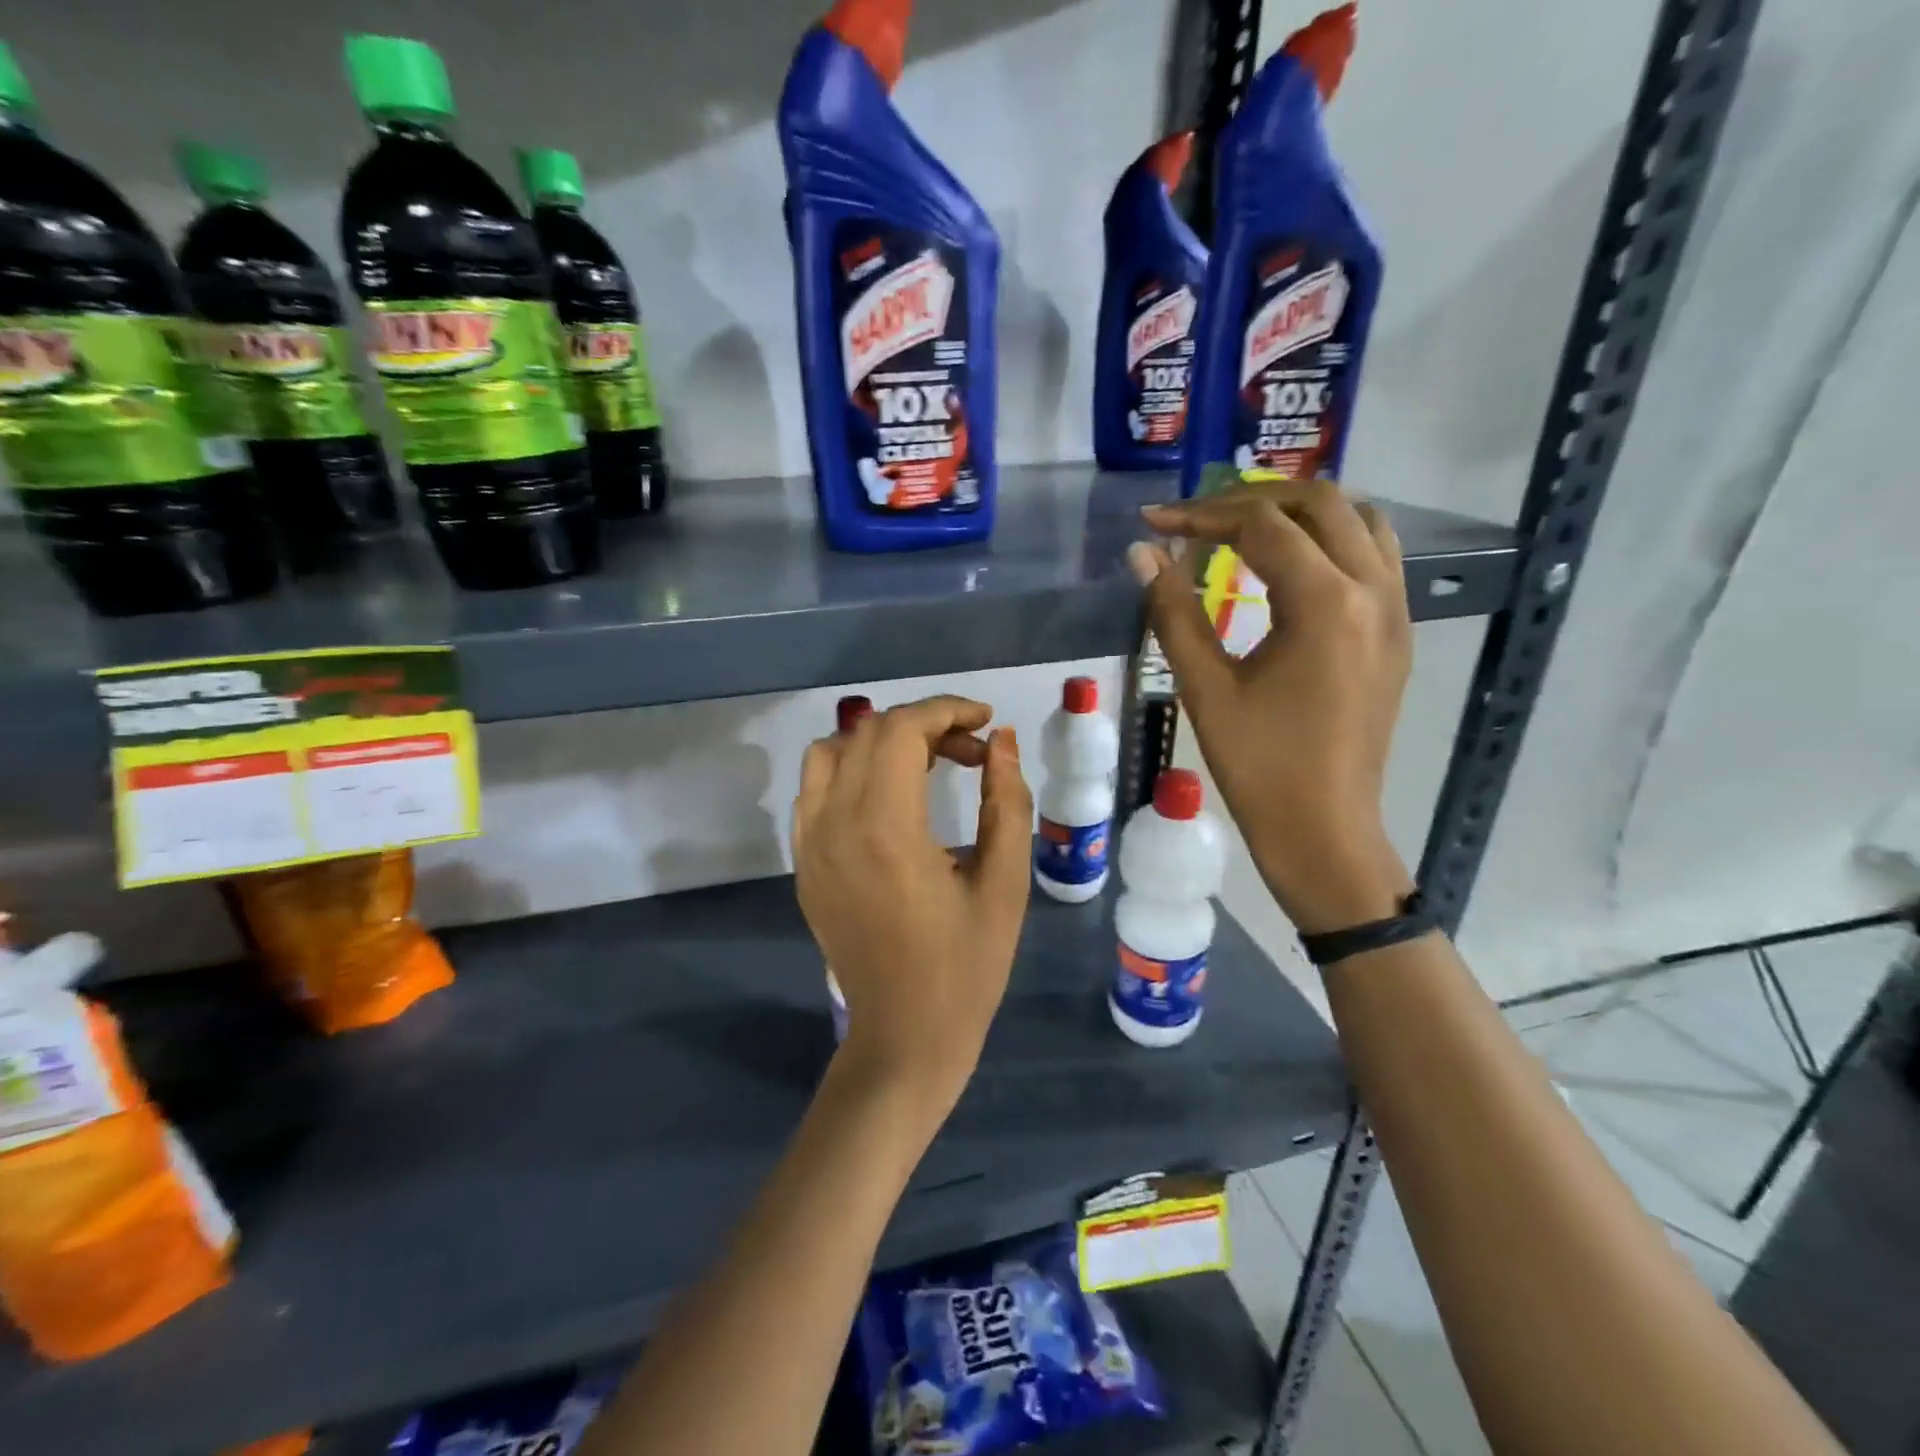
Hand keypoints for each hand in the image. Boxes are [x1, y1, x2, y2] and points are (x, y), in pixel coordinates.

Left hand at [793, 695, 1032, 1121]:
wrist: (905, 1039)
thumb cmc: (966, 968)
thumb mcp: (1005, 884)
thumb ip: (1006, 802)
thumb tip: (1001, 741)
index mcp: (887, 830)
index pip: (902, 730)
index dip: (947, 711)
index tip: (986, 723)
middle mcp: (835, 826)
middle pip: (867, 733)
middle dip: (924, 725)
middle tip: (972, 753)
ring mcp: (809, 846)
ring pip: (829, 753)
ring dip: (880, 743)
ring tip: (927, 766)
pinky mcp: (803, 865)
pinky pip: (813, 791)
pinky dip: (850, 772)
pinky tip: (888, 800)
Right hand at [1130, 479, 1413, 933]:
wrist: (1324, 830)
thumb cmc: (1258, 765)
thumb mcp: (1205, 687)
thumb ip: (1172, 611)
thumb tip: (1141, 552)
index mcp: (1324, 604)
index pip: (1262, 526)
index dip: (1202, 515)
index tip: (1155, 522)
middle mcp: (1373, 592)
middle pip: (1320, 503)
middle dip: (1252, 499)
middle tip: (1197, 518)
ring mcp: (1396, 612)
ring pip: (1360, 521)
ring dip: (1301, 512)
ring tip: (1244, 529)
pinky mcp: (1398, 634)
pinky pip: (1376, 556)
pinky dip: (1331, 540)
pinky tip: (1290, 567)